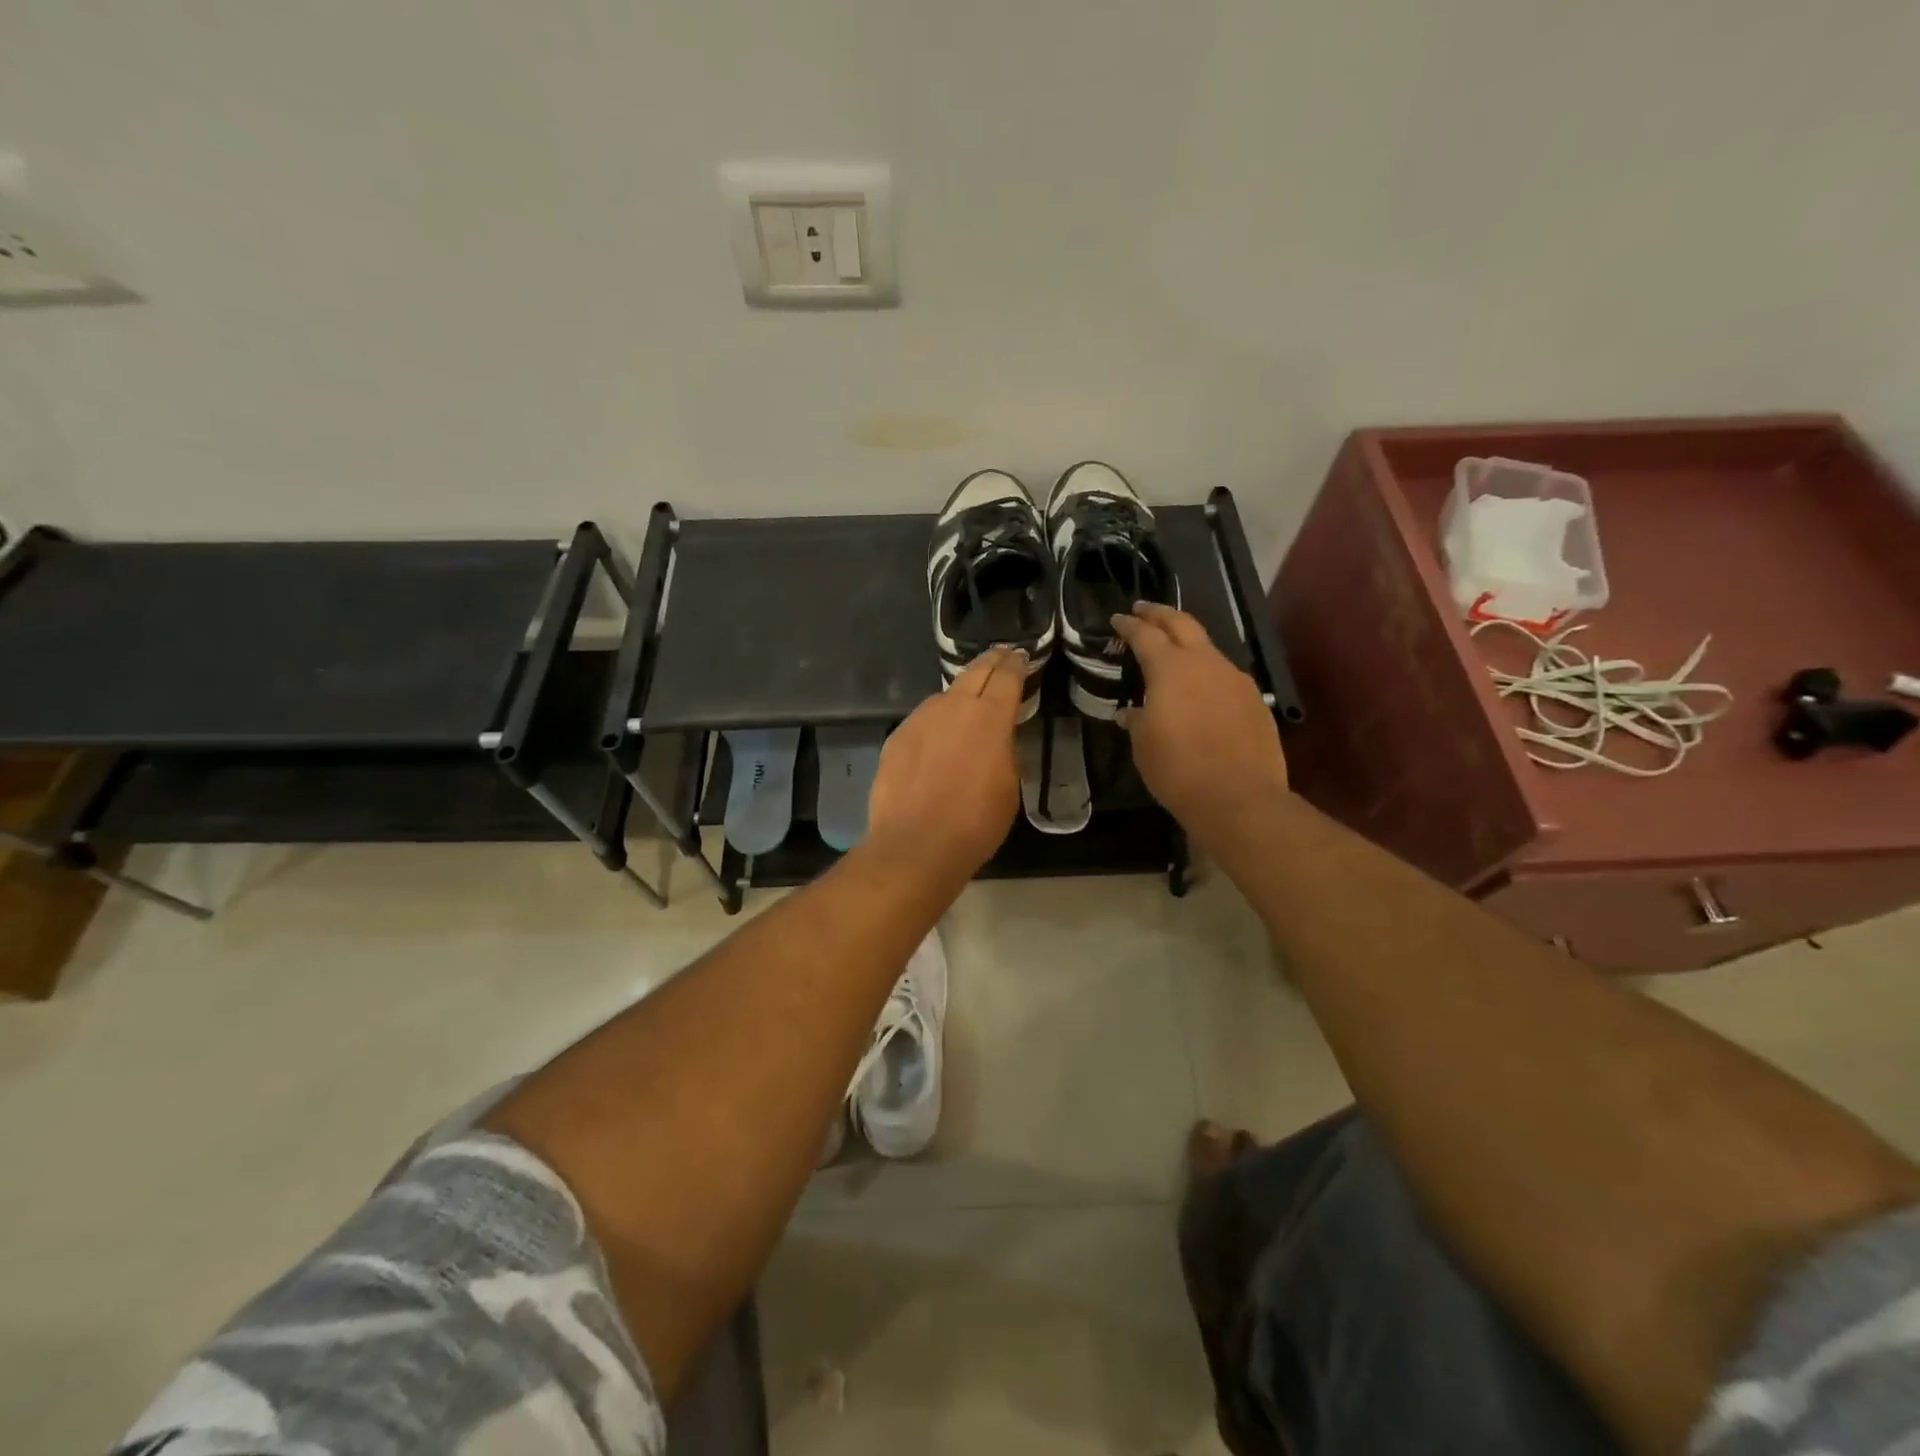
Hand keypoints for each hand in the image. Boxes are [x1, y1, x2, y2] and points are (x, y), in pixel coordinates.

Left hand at [863, 647, 1024, 887]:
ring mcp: (919, 719)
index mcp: (989, 716)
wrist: (915, 844)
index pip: (1007, 676)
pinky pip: (922, 721)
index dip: (1016, 664)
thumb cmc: (975, 822)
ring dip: (960, 696)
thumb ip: (1004, 749)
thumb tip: (997, 736)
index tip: (1021, 658)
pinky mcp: (896, 737)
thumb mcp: (1008, 785)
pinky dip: (935, 723)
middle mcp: (953, 707)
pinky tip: (936, 740)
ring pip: (944, 696)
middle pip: (974, 671)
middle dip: (991, 662)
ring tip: (967, 705)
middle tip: (1001, 658)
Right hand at [1113, 603, 1287, 850]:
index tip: (1118, 618)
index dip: (1129, 625)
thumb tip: (1132, 712)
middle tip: (1143, 609)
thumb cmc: (1178, 770)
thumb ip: (1137, 719)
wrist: (1239, 798)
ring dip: (1187, 643)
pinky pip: (1225, 675)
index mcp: (1171, 668)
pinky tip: (1202, 689)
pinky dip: (1207, 672)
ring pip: (1208, 648)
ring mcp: (1235, 679)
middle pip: (1182, 623)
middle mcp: (1205, 663)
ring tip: (1172, 650)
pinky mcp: (1255, 700)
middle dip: (1160, 614)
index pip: (1145, 634)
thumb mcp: (1143, 745)